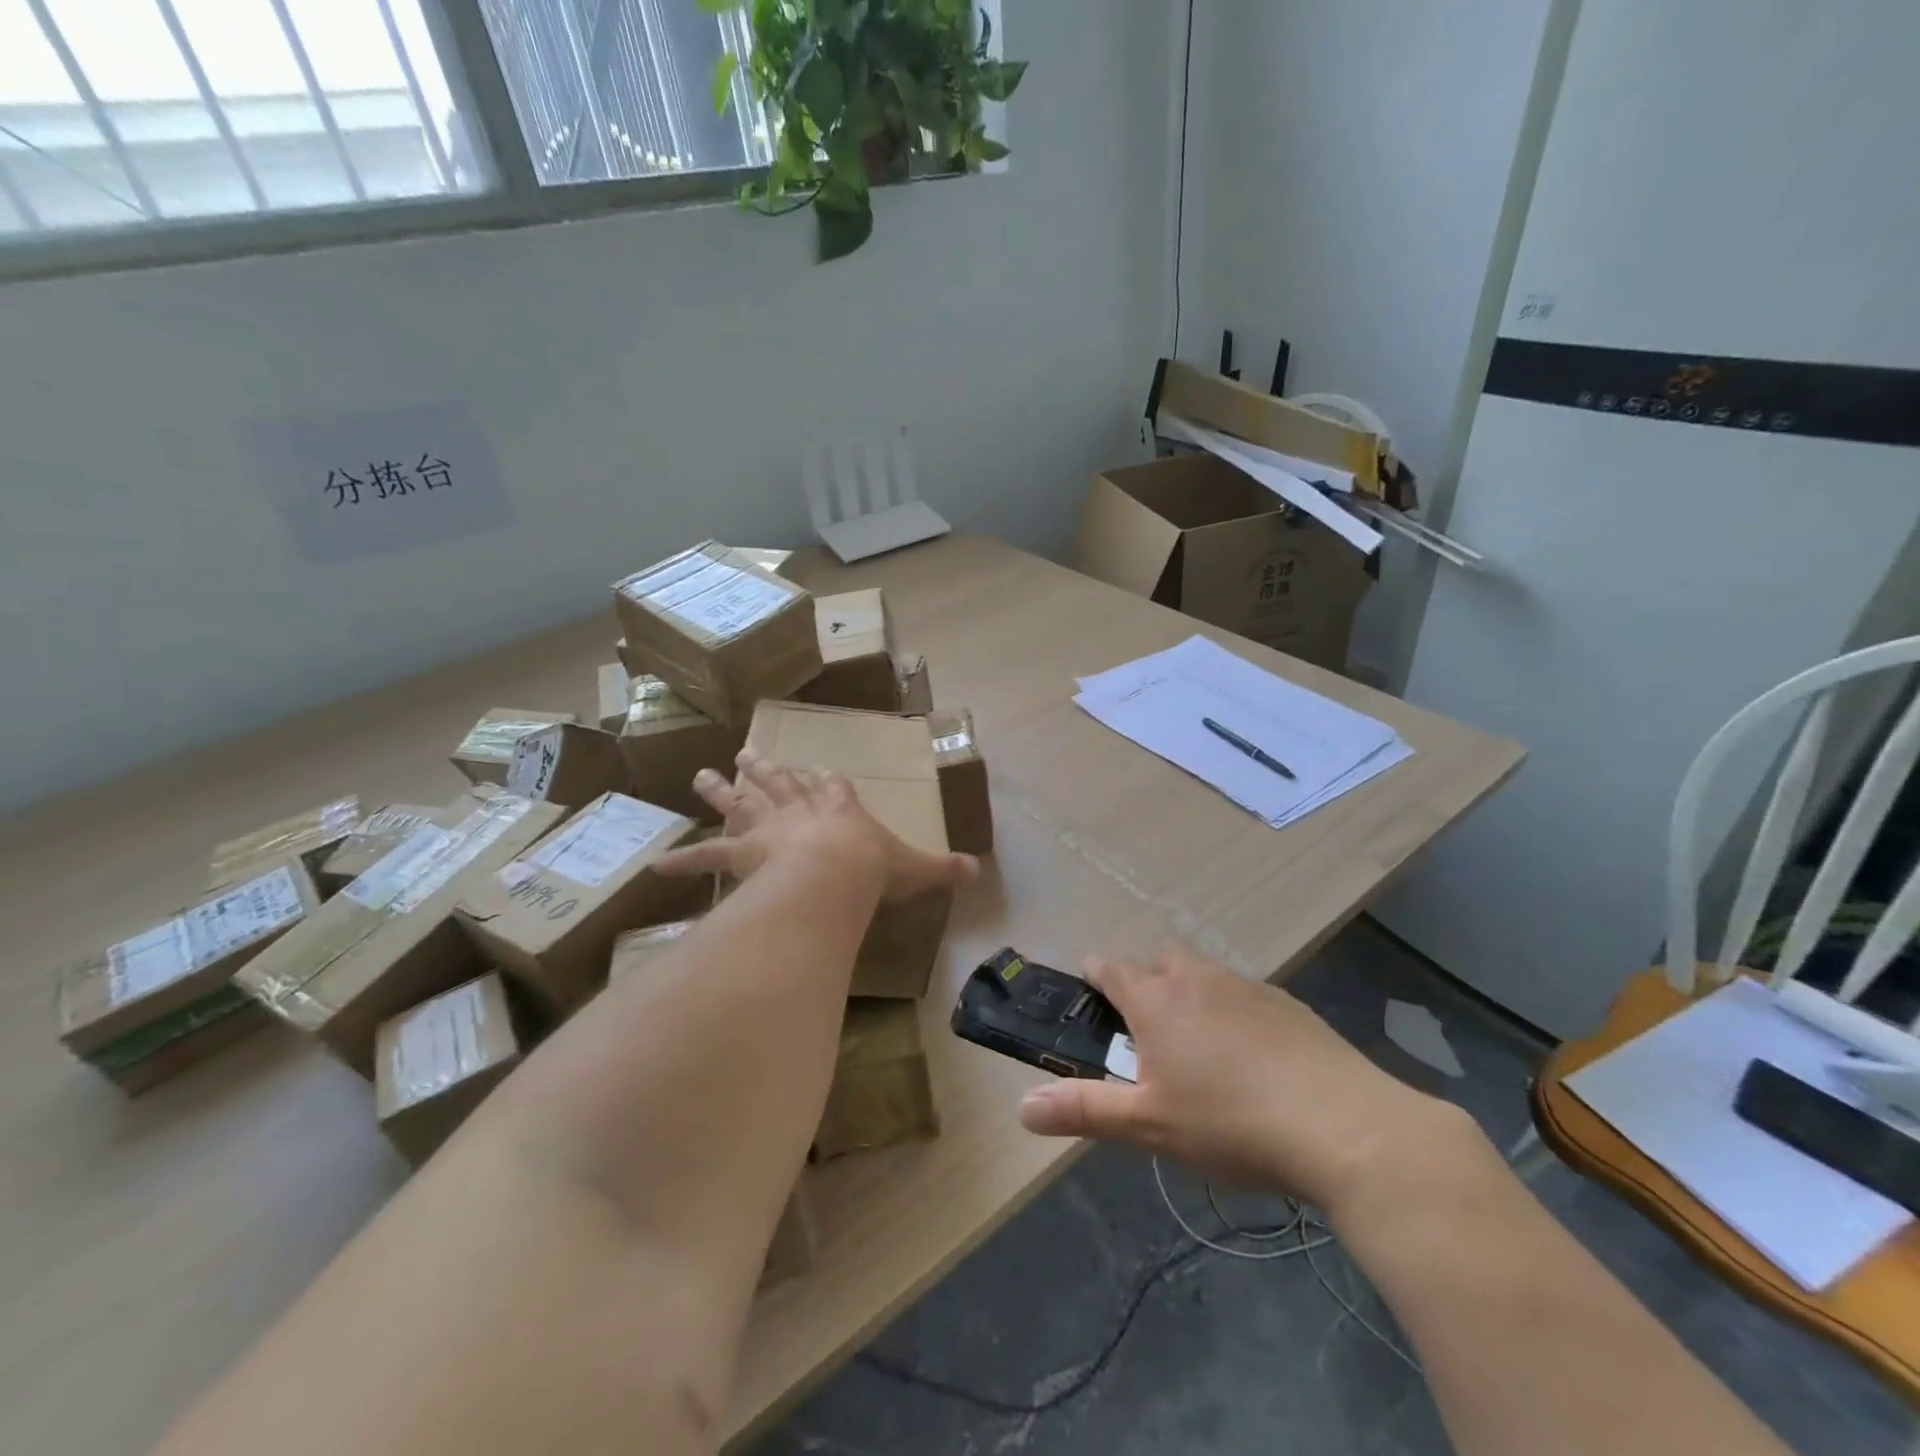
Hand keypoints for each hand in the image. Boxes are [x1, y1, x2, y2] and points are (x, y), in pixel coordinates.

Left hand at [653, 751, 978, 901]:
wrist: (834, 873)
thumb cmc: (873, 869)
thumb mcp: (915, 868)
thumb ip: (943, 869)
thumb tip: (977, 872)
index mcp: (840, 809)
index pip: (833, 787)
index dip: (826, 781)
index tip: (818, 770)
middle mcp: (800, 812)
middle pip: (779, 784)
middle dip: (764, 769)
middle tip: (745, 752)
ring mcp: (767, 829)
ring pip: (741, 804)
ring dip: (721, 791)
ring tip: (702, 774)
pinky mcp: (741, 854)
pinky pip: (706, 857)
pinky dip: (684, 860)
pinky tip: (657, 865)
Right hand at [1016, 946, 1470, 1216]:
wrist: (1343, 1126)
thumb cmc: (1230, 1122)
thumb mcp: (1148, 1125)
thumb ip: (1083, 1110)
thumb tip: (1021, 1107)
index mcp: (1156, 1000)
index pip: (1109, 968)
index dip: (1093, 976)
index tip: (1088, 994)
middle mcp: (1196, 978)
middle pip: (1157, 963)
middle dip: (1144, 984)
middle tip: (1145, 1033)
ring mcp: (1246, 986)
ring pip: (1202, 976)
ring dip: (1190, 996)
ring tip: (1197, 1047)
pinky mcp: (1286, 1004)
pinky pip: (1242, 995)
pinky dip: (1232, 1011)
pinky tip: (1251, 1058)